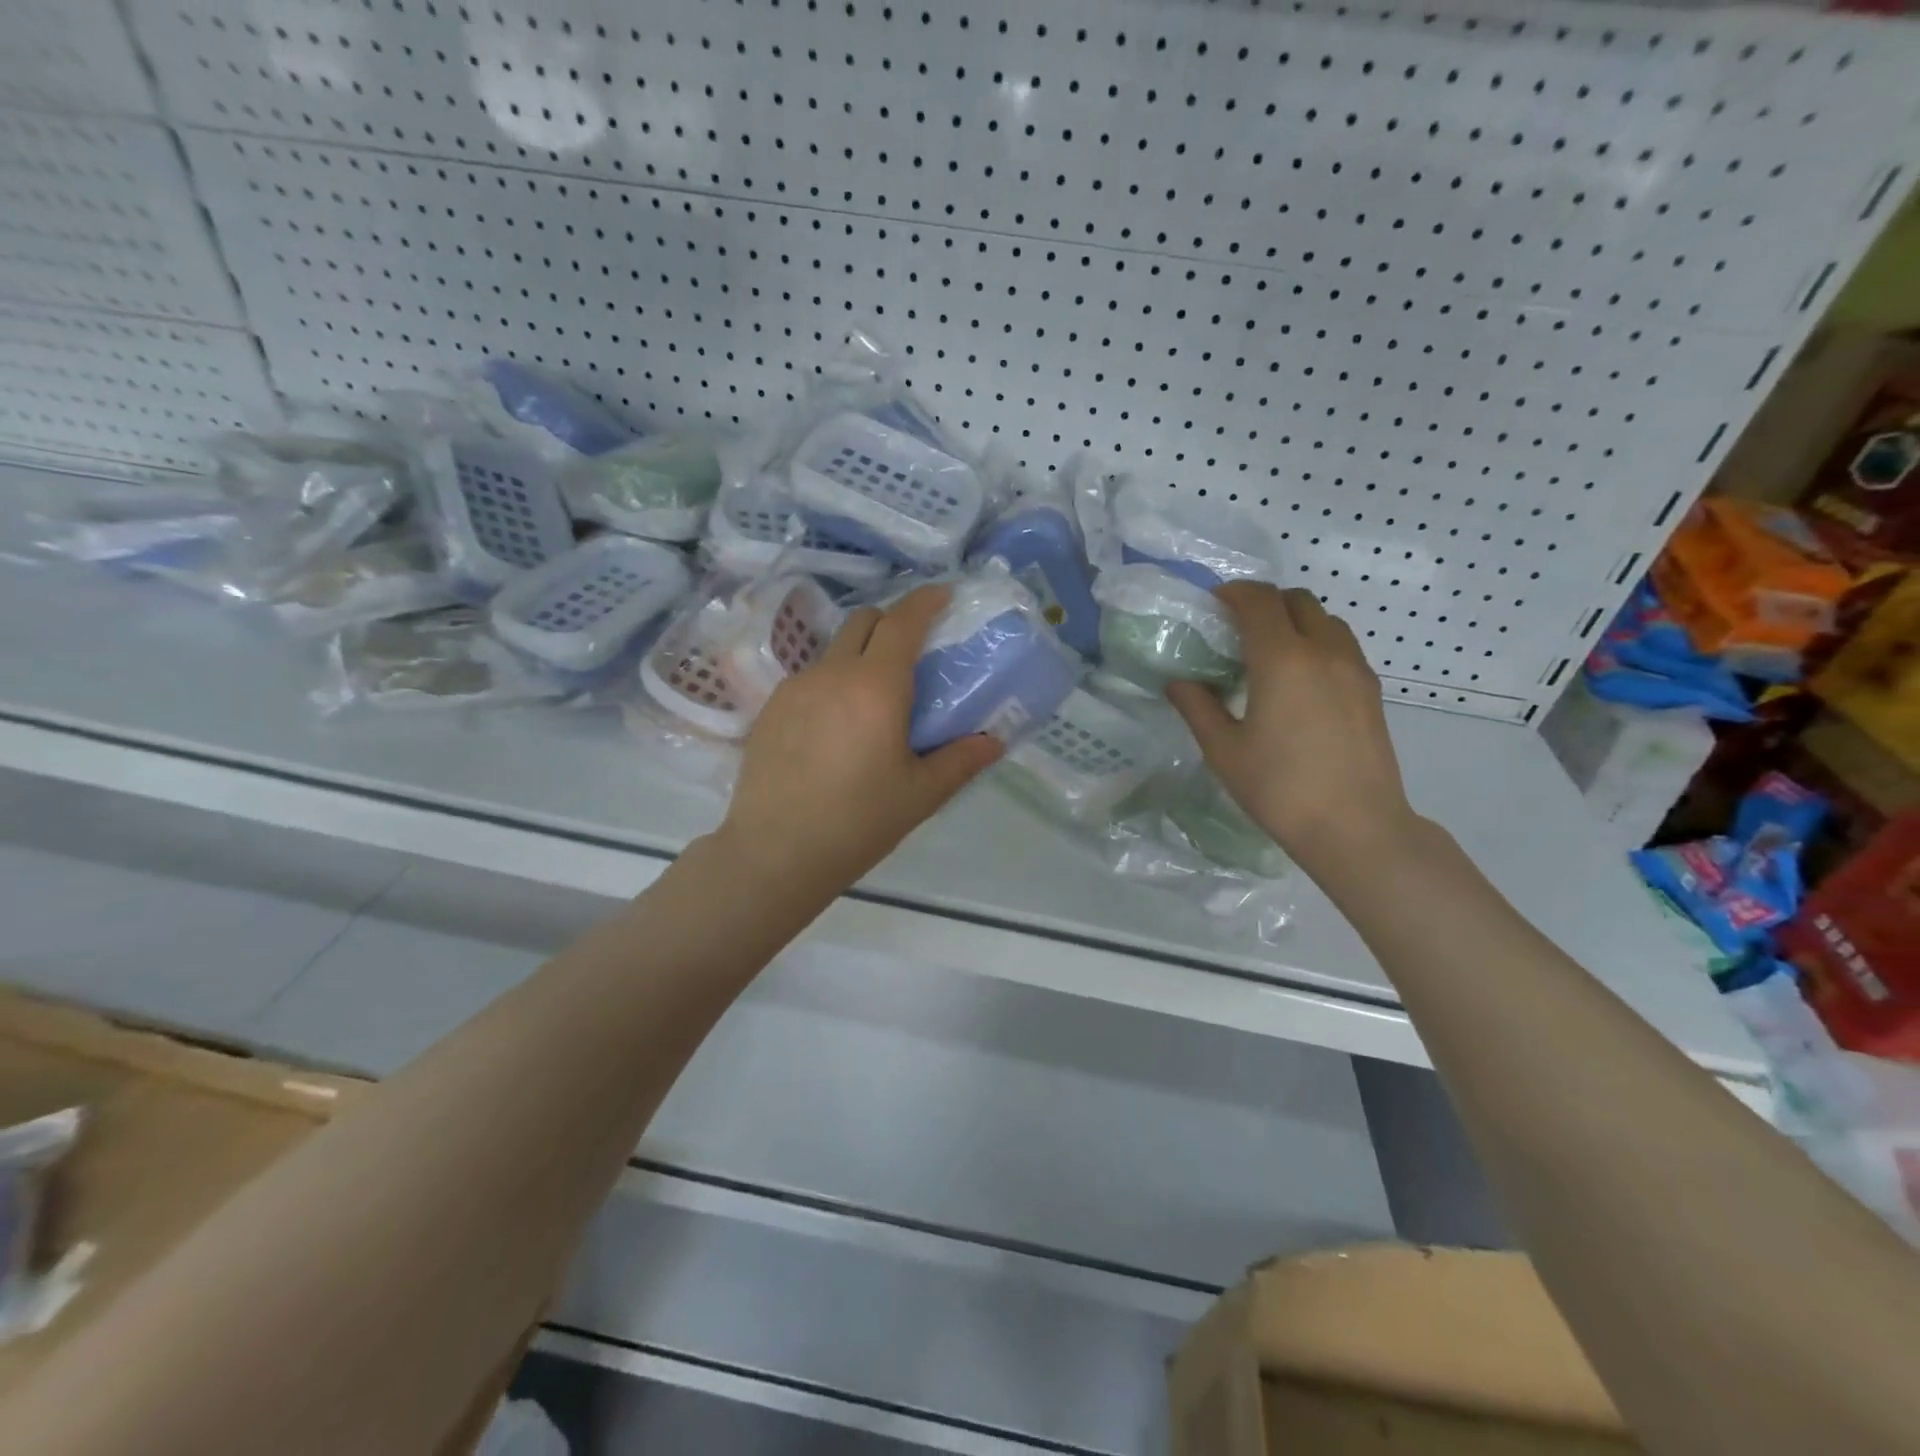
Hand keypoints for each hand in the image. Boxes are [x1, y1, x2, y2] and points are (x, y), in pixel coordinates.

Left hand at [718, 584, 1003, 894]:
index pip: (903, 621)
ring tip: (875, 699)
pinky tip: (837, 727)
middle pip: (865, 621)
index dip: (925, 601)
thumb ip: (961, 760)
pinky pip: (811, 678)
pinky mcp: (770, 709)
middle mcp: (833, 673)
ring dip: (861, 655)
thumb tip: (993, 741)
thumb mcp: (920, 794)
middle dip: (893, 622)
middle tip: (914, 652)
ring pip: (835, 651)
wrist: (775, 853)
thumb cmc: (858, 822)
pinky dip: (834, 683)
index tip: (943, 596)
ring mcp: (795, 688)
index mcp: (876, 686)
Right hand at [1164, 584, 1418, 873]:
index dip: (1233, 594)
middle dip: (1265, 603)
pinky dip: (1317, 643)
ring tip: (1270, 653)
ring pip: (1326, 620)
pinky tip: (1300, 681)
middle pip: (1297, 600)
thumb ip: (1198, 707)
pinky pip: (1342, 646)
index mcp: (1282, 660)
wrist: (1355, 827)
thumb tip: (1178, 682)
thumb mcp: (1224, 750)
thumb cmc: (1280, 788)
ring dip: (1295, 621)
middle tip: (1238, 629)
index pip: (1259, 601)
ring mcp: (1355, 669)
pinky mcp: (1371, 691)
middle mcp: (1324, 651)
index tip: (1213, 605)